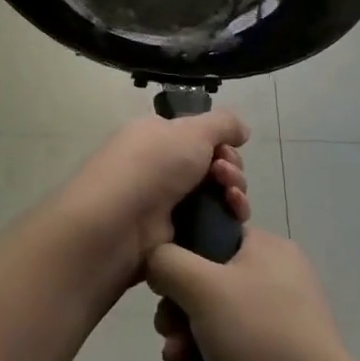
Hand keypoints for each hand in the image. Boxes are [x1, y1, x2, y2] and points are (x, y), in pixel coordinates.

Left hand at [49, 112, 250, 285]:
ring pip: (214, 197)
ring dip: (232, 195)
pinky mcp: (172, 237)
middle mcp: (158, 167)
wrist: (117, 224)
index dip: (220, 143)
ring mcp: (164, 204)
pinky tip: (232, 220)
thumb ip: (222, 123)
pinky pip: (208, 225)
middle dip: (230, 170)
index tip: (229, 150)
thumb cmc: (152, 165)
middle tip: (226, 177)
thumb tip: (242, 129)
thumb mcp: (191, 130)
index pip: (198, 137)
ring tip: (231, 199)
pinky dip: (226, 220)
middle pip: (211, 167)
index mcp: (155, 136)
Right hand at [147, 228, 359, 360]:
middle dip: (178, 316)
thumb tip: (157, 260)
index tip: (164, 287)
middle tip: (170, 338)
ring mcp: (276, 327)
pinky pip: (227, 359)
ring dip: (187, 349)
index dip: (181, 257)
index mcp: (268, 250)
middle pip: (206, 285)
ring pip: (211, 326)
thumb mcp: (203, 286)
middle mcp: (275, 281)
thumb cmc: (259, 339)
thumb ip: (167, 260)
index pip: (212, 234)